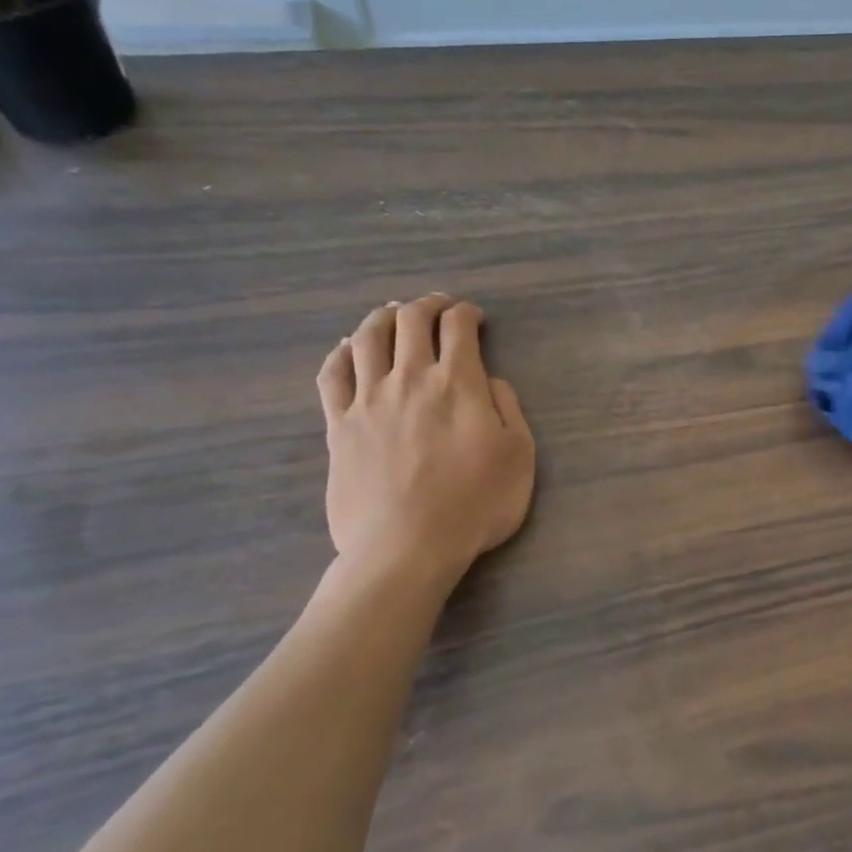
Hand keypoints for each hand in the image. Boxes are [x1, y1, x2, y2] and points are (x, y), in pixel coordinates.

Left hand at [316, 294, 535, 582]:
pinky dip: (340, 353)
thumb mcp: (519, 457)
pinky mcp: (339, 425)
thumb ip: (508, 409)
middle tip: (439, 307)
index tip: (474, 317)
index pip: (458, 327)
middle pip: (411, 321)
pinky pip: (332, 375)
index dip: (467, 313)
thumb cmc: (475, 504)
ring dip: (383, 317)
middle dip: (428, 304)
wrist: (407, 547)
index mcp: (456, 383)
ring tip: (393, 315)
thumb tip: (491, 381)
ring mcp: (368, 400)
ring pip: (367, 338)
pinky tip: (347, 348)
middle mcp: (409, 379)